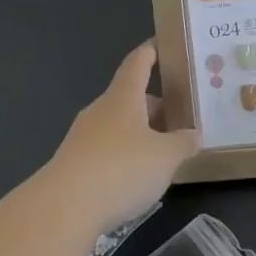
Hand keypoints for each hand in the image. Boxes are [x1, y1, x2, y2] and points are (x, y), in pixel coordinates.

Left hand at [41, 41, 199, 233]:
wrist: (61, 211)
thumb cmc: (120, 169)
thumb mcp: (165, 157)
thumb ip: (183, 143)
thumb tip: (194, 135)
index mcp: (123, 97)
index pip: (138, 63)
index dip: (151, 51)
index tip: (163, 44)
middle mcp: (101, 111)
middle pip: (131, 99)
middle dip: (156, 108)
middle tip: (181, 119)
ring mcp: (82, 139)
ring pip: (119, 127)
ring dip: (141, 135)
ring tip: (165, 154)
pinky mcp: (73, 167)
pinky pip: (106, 152)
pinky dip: (124, 158)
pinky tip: (138, 180)